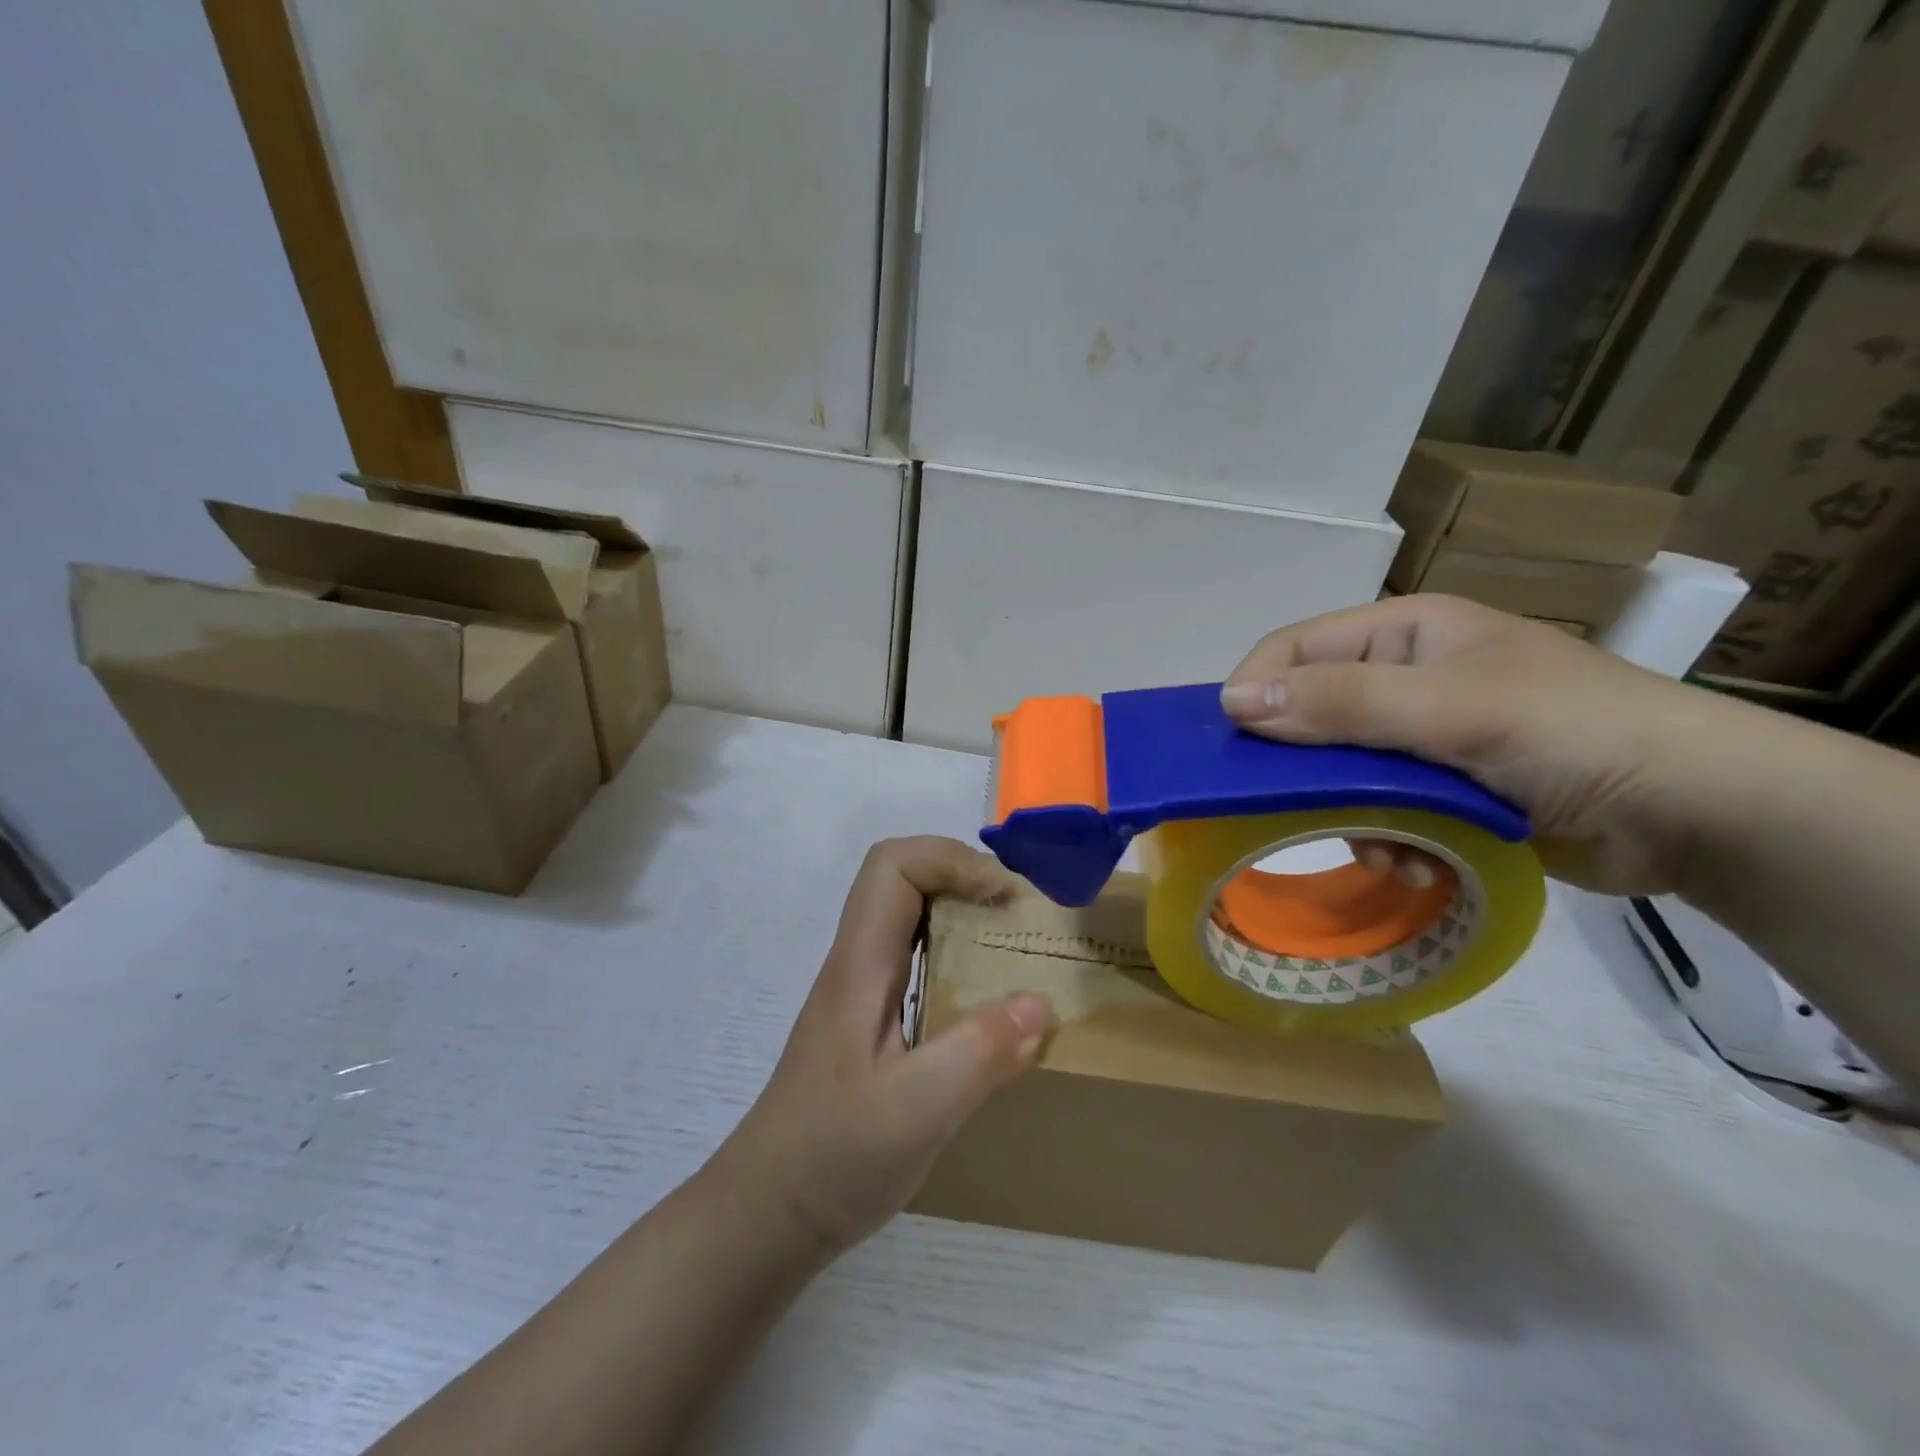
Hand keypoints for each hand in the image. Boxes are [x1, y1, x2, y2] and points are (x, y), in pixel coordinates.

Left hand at [711, 837, 1054, 1261]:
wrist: (767, 1215)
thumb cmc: (832, 1158)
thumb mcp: (914, 1112)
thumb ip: (978, 1054)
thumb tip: (1041, 1003)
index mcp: (860, 964)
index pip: (893, 865)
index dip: (952, 860)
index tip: (1004, 898)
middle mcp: (857, 963)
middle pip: (902, 879)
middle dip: (963, 878)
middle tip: (1017, 915)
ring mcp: (861, 992)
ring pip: (909, 917)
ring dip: (961, 914)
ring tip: (1012, 945)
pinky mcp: (870, 1021)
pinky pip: (916, 960)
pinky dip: (956, 956)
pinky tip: (985, 1000)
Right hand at [1220, 595, 1713, 895]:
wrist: (1701, 813)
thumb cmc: (1572, 733)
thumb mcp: (1450, 710)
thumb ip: (1341, 703)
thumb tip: (1231, 701)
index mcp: (1404, 633)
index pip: (1294, 649)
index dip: (1256, 691)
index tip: (1233, 750)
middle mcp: (1404, 677)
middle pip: (1311, 714)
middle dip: (1308, 769)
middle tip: (1300, 810)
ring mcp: (1422, 735)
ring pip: (1338, 770)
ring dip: (1350, 814)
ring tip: (1384, 848)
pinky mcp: (1441, 787)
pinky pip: (1377, 807)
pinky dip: (1386, 837)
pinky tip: (1415, 861)